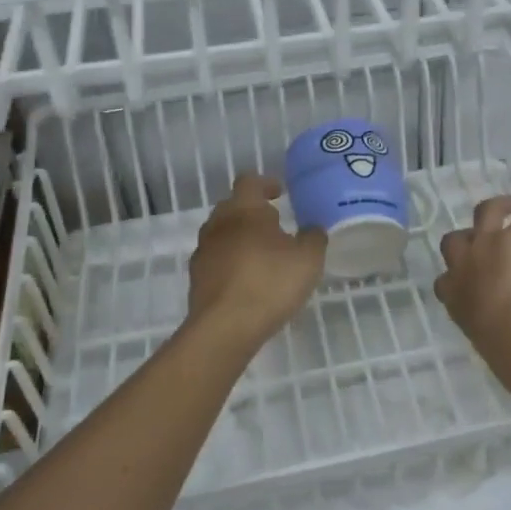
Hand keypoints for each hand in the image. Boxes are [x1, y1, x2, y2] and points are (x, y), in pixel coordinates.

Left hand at [187, 174, 327, 350]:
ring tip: (262, 255)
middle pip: (232, 206)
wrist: (224, 327)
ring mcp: (204, 251)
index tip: (279, 192)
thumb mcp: (308, 259)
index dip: (265, 183)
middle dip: (252, 212)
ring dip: (240, 238)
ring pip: (222, 234)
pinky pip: (216, 260)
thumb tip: (313, 228)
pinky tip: (247, 281)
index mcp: (244, 209)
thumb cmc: (270, 283)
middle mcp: (218, 223)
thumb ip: (314, 237)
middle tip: (274, 224)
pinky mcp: (196, 278)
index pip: (249, 181)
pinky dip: (230, 263)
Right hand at [435, 195, 510, 378]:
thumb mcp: (488, 343)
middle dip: (468, 239)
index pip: (445, 282)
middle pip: (454, 241)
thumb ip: (491, 331)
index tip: (471, 281)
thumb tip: (510, 344)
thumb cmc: (508, 353)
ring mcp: (485, 247)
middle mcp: (462, 268)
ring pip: (485, 212)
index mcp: (454, 299)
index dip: (456, 277)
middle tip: (486, 241)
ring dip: (501, 206)